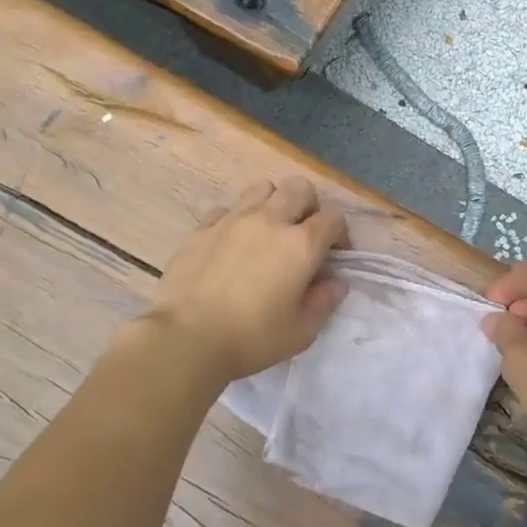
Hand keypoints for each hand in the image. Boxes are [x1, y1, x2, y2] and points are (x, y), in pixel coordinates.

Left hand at [145, 177, 347, 383]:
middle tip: (303, 235)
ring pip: (262, 188)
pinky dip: (236, 220)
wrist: (187, 338)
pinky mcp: (202, 227)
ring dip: (273, 203)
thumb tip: (336, 282)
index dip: (339, 234)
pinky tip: (232, 244)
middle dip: (309, 206)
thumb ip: (324, 302)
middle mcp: (270, 220)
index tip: (333, 256)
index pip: (333, 217)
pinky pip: (227, 209)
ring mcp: (232, 219)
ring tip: (268, 232)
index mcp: (301, 245)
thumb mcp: (301, 331)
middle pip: (300, 188)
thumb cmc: (251, 338)